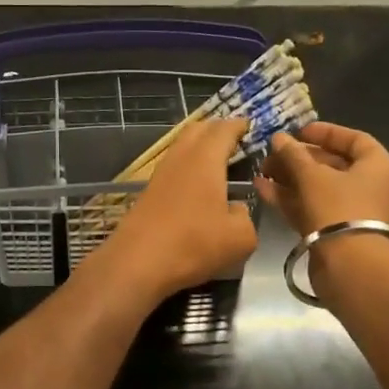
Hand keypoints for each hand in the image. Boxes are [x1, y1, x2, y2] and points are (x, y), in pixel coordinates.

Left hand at [95, 118, 257, 302]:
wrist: (138, 263)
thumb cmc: (193, 244)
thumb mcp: (240, 237)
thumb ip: (246, 217)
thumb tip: (236, 210)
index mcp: (205, 159)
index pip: (224, 129)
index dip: (238, 125)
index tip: (250, 125)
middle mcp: (180, 159)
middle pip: (197, 130)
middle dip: (216, 129)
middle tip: (234, 139)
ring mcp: (160, 175)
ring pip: (181, 148)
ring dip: (199, 148)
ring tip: (217, 161)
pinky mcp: (148, 193)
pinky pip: (173, 168)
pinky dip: (187, 167)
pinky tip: (196, 185)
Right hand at [253, 121, 388, 236]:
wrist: (350, 267)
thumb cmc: (339, 209)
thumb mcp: (312, 175)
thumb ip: (293, 154)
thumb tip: (278, 138)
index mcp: (376, 166)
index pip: (353, 139)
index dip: (325, 132)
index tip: (298, 131)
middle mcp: (367, 186)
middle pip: (331, 164)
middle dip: (298, 157)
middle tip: (271, 153)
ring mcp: (350, 211)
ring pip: (317, 187)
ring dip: (289, 177)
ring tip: (261, 170)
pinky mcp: (333, 232)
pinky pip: (310, 207)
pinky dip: (289, 197)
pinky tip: (262, 188)